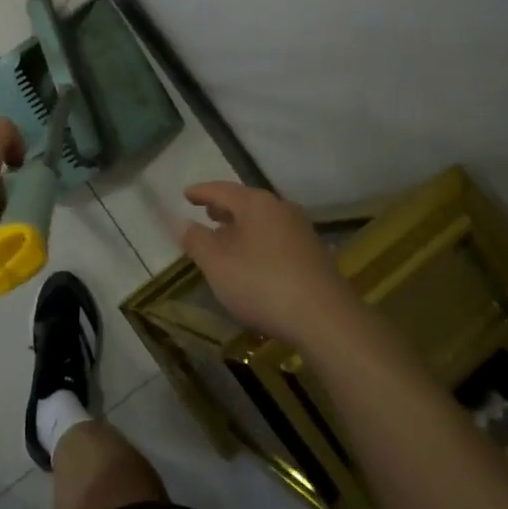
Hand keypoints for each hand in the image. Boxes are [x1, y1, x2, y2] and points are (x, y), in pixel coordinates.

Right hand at [181, 181, 362, 348]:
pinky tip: (253, 260)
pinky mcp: (314, 255)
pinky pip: (277, 239)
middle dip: (224, 208)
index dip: (201, 192)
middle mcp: (282, 209)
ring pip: (263, 221)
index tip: (186, 194)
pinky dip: (258, 242)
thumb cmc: (262, 284)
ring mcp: (302, 232)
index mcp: (257, 204)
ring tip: (225, 237)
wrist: (325, 319)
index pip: (222, 190)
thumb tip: (183, 223)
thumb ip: (196, 240)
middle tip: (206, 212)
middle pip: (246, 203)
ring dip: (242, 227)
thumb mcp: (216, 264)